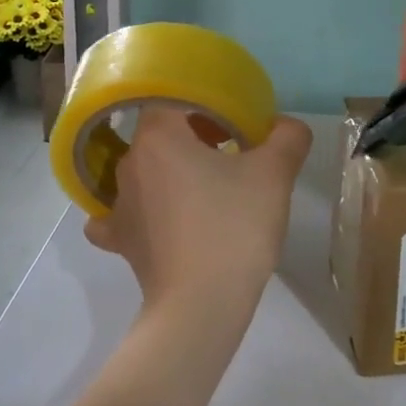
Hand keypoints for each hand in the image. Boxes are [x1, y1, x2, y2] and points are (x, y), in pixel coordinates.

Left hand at [86, 107, 313, 335]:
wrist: (201, 307)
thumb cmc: (233, 228)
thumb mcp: (274, 176)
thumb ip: (287, 138)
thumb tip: (285, 126)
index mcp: (158, 136)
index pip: (174, 98)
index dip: (206, 106)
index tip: (236, 125)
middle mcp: (129, 164)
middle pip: (160, 133)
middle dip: (194, 137)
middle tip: (233, 154)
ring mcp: (118, 205)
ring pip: (144, 171)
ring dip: (172, 172)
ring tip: (207, 191)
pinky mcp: (120, 241)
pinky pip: (123, 214)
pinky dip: (141, 212)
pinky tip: (160, 221)